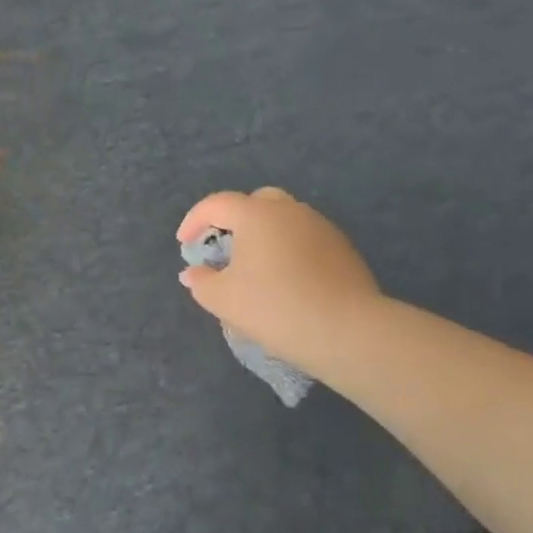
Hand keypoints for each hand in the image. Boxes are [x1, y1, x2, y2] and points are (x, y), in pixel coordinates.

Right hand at [176, 188, 380, 376]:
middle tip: (225, 248)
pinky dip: (290, 251)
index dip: (194, 221)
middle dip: (235, 220)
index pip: (217, 204)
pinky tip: (288, 281)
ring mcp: (321, 227)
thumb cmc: (274, 307)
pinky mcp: (344, 249)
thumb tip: (192, 273)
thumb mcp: (224, 299)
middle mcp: (290, 210)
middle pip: (256, 202)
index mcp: (256, 214)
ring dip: (266, 235)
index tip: (185, 244)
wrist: (348, 331)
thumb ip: (202, 282)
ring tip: (257, 268)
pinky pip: (306, 239)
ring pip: (285, 220)